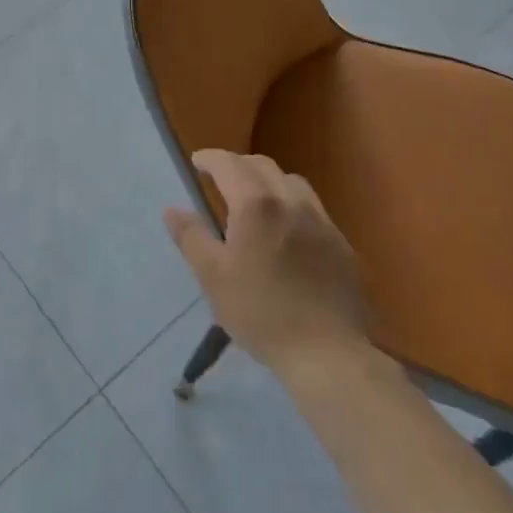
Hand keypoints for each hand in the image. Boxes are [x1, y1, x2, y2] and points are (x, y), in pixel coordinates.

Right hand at [164, 149, 374, 381]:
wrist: (328, 354)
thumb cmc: (261, 313)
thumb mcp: (213, 278)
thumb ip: (191, 237)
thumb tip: (172, 209)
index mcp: (255, 204)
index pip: (228, 163)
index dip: (210, 158)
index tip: (197, 163)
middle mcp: (290, 200)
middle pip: (261, 165)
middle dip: (237, 165)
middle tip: (220, 181)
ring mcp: (320, 220)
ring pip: (290, 181)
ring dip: (267, 181)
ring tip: (255, 202)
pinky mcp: (340, 242)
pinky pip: (312, 207)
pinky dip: (292, 204)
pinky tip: (288, 231)